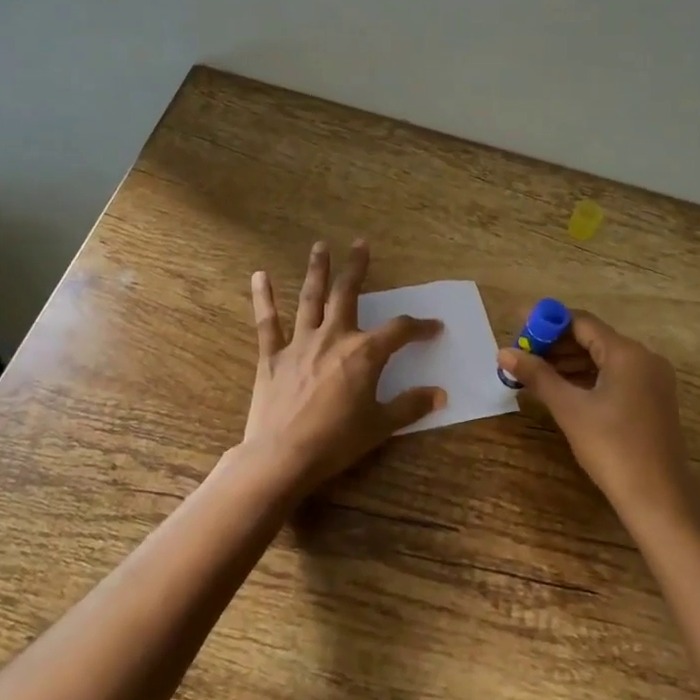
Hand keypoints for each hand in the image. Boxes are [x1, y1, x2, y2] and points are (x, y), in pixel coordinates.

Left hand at [238, 239, 444, 496]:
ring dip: (316, 270)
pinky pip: (267, 322)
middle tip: (360, 244)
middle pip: (348, 294)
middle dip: (357, 268)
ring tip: (320, 246)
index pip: (399, 330)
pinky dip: (264, 298)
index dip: (419, 327)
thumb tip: (440, 394)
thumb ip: (410, 406)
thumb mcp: (381, 426)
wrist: (283, 456)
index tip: (434, 327)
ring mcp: (300, 343)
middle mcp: (334, 337)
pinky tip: (259, 276)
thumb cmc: (336, 441)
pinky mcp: (272, 356)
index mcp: (364, 353)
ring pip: (310, 298)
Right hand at [498, 311, 696, 530]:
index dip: (548, 324)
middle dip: (556, 346)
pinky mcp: (652, 401)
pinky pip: (615, 378)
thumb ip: (537, 376)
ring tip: (534, 375)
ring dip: (569, 364)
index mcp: (627, 353)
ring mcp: (652, 381)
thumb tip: (504, 352)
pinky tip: (562, 391)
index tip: (519, 332)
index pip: (582, 322)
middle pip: (593, 339)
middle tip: (522, 357)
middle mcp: (644, 359)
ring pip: (604, 360)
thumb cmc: (612, 448)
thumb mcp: (569, 409)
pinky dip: (588, 379)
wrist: (658, 500)